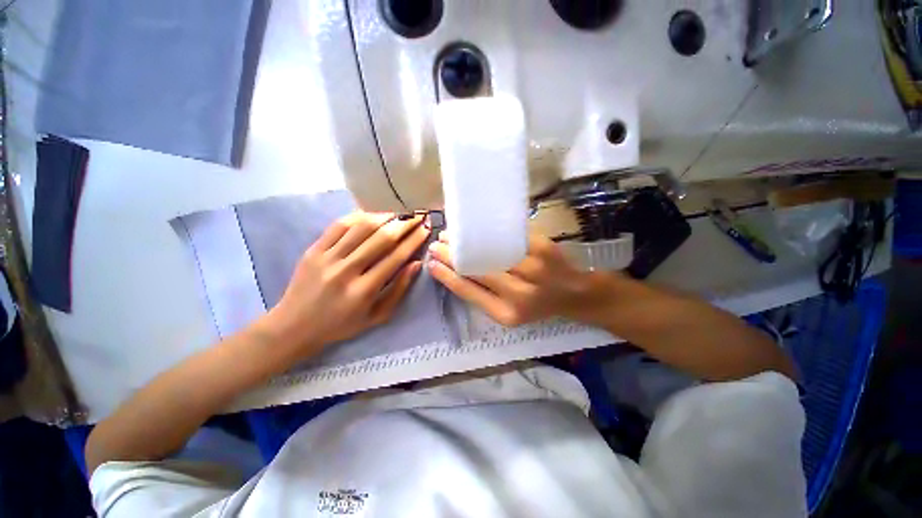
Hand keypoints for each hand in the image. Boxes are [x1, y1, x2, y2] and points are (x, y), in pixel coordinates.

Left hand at [262, 212, 429, 357]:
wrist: (294, 326)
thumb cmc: (341, 325)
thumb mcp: (377, 316)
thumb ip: (399, 290)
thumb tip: (417, 263)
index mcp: (364, 291)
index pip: (395, 257)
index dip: (414, 240)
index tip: (426, 228)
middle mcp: (346, 271)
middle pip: (381, 239)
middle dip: (404, 224)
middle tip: (418, 216)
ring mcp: (327, 258)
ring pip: (361, 227)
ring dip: (384, 217)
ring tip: (399, 213)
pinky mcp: (313, 250)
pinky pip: (339, 226)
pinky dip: (358, 216)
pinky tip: (372, 215)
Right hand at [428, 233, 619, 326]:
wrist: (578, 294)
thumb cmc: (541, 304)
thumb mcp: (512, 311)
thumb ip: (486, 295)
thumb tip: (457, 272)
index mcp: (506, 314)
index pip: (467, 291)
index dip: (446, 276)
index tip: (431, 263)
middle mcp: (518, 295)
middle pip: (476, 269)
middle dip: (452, 255)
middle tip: (437, 243)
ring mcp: (533, 270)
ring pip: (489, 251)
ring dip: (467, 240)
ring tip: (453, 234)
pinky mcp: (543, 249)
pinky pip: (510, 236)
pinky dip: (491, 229)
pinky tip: (478, 225)